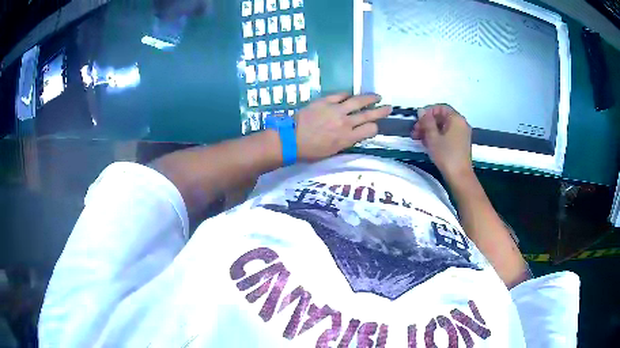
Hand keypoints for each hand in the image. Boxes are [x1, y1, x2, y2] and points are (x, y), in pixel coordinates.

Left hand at [295, 93, 391, 160]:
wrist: (291, 139)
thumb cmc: (310, 150)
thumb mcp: (332, 151)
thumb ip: (346, 141)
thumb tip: (354, 133)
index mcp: (347, 138)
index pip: (370, 130)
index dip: (374, 128)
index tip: (374, 126)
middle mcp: (346, 123)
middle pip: (369, 114)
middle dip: (381, 111)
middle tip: (389, 107)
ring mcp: (336, 109)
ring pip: (358, 101)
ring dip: (370, 98)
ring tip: (376, 96)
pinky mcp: (325, 101)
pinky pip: (341, 95)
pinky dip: (347, 94)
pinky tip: (350, 95)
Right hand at [411, 104, 472, 178]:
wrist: (459, 176)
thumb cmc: (446, 155)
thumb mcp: (433, 137)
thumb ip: (426, 121)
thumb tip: (421, 110)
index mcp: (456, 119)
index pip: (440, 108)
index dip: (427, 112)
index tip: (417, 120)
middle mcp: (461, 123)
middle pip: (442, 117)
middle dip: (427, 123)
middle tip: (415, 132)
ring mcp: (462, 134)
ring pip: (444, 127)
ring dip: (430, 130)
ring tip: (418, 139)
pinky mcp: (460, 143)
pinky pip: (447, 134)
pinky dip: (438, 136)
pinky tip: (428, 144)